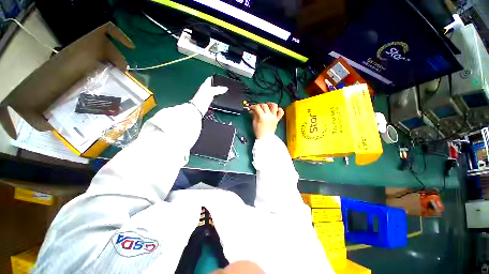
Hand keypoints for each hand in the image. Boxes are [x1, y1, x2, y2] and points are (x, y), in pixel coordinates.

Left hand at [190, 76, 227, 116]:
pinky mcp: (209, 102)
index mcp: (205, 85)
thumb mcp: (211, 91)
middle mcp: (205, 90)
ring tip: (225, 92)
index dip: (215, 78)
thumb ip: (218, 89)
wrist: (199, 108)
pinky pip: (214, 98)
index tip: (221, 78)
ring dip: (218, 92)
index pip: (210, 79)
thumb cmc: (203, 98)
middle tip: (225, 86)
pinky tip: (221, 99)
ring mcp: (207, 96)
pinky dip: (218, 98)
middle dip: (218, 85)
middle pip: (212, 86)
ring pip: (214, 92)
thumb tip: (226, 88)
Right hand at [249, 103, 283, 138]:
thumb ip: (254, 115)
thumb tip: (252, 110)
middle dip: (259, 105)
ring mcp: (274, 117)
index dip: (253, 106)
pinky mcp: (277, 119)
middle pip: (265, 105)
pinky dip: (278, 109)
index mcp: (262, 117)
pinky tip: (275, 110)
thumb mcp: (254, 123)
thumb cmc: (259, 132)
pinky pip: (281, 112)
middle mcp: (269, 116)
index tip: (251, 107)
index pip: (257, 108)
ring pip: (274, 105)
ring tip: (267, 105)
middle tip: (257, 107)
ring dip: (270, 104)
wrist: (265, 138)